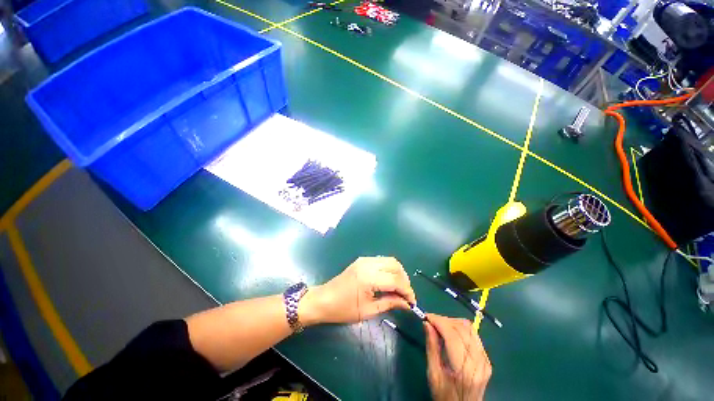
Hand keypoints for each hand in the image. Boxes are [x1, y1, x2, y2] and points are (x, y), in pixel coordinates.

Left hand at [300, 257, 415, 325]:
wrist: (324, 299)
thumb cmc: (343, 309)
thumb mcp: (368, 310)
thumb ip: (390, 303)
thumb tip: (407, 303)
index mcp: (369, 278)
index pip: (396, 280)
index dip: (407, 291)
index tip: (412, 302)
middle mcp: (368, 264)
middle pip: (395, 265)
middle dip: (404, 280)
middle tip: (406, 295)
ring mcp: (364, 259)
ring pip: (390, 260)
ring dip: (398, 273)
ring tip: (399, 288)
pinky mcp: (362, 260)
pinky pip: (382, 260)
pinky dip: (389, 269)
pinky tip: (389, 281)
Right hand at [424, 314, 491, 400]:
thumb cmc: (445, 395)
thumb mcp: (433, 374)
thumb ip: (431, 347)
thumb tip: (427, 323)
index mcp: (464, 368)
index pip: (453, 335)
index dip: (439, 321)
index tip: (427, 317)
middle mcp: (478, 361)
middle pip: (463, 328)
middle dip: (445, 320)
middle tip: (432, 321)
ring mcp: (485, 360)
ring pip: (470, 328)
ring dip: (453, 322)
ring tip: (440, 326)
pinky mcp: (487, 360)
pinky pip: (474, 336)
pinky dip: (461, 329)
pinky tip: (451, 333)